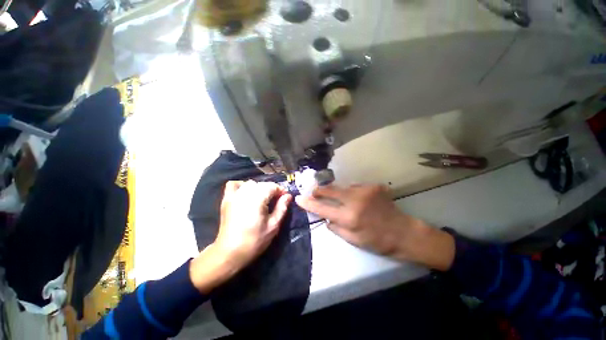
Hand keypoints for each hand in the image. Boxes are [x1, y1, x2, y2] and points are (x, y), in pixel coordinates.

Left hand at [190, 181, 291, 292]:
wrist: (229, 253)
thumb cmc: (254, 241)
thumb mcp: (273, 226)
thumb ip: (282, 208)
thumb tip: (288, 196)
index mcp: (257, 199)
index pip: (272, 186)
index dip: (281, 190)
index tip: (285, 198)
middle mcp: (245, 193)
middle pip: (262, 184)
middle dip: (271, 190)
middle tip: (276, 201)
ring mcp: (234, 195)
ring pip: (250, 183)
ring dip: (259, 188)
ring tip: (263, 198)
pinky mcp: (226, 200)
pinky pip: (234, 184)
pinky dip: (242, 185)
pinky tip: (246, 193)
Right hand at [295, 184, 454, 270]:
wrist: (404, 232)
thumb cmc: (377, 241)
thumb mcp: (353, 240)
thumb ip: (336, 228)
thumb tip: (326, 218)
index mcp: (349, 218)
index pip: (322, 208)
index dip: (309, 203)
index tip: (299, 198)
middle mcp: (355, 201)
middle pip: (330, 190)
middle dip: (319, 190)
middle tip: (314, 191)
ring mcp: (365, 190)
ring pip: (342, 187)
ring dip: (337, 192)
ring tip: (341, 199)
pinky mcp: (373, 186)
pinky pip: (355, 186)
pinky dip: (352, 191)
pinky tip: (358, 199)